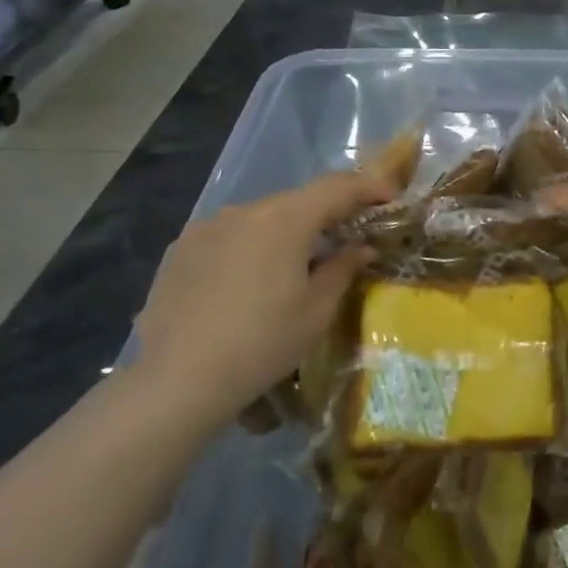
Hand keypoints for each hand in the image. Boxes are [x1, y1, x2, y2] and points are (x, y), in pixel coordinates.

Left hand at [132, 171, 391, 425]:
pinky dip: (250, 247)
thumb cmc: (262, 343)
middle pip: (298, 201)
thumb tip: (361, 248)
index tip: (390, 200)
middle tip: (348, 238)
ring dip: (286, 232)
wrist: (177, 380)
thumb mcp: (316, 310)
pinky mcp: (180, 249)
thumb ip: (343, 268)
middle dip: (327, 214)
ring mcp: (207, 227)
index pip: (338, 187)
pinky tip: (248, 283)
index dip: (369, 188)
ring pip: (261, 218)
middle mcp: (244, 210)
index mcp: (284, 219)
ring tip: (295, 266)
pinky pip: (228, 237)